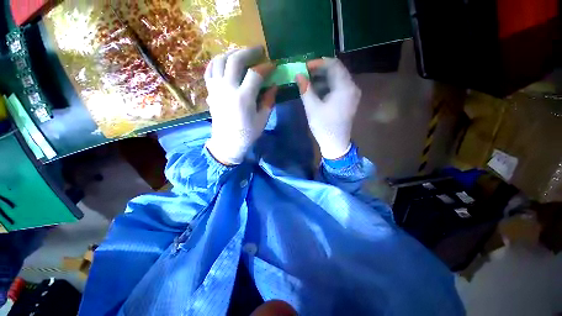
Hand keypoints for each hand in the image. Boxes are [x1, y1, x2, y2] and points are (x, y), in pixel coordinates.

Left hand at [204, 47, 276, 164]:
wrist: (227, 143)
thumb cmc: (247, 134)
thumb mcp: (262, 120)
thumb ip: (268, 101)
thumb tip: (275, 85)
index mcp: (243, 98)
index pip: (255, 74)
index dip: (266, 67)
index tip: (273, 65)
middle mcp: (227, 89)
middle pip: (235, 60)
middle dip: (249, 52)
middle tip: (259, 50)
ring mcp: (216, 88)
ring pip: (220, 60)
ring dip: (232, 53)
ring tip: (242, 54)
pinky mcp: (210, 91)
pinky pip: (210, 70)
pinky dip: (217, 61)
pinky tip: (225, 62)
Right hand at [296, 58, 360, 159]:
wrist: (336, 144)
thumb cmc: (324, 127)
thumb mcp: (312, 108)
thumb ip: (305, 89)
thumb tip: (298, 75)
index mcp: (345, 87)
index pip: (334, 65)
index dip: (318, 63)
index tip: (305, 66)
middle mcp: (352, 87)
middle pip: (336, 70)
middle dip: (319, 70)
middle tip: (305, 74)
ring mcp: (351, 94)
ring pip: (337, 79)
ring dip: (322, 78)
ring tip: (308, 82)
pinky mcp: (348, 100)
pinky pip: (338, 87)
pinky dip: (327, 86)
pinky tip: (316, 90)